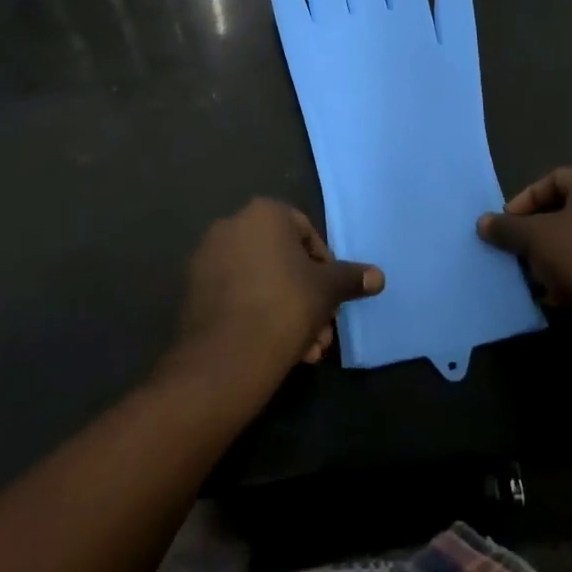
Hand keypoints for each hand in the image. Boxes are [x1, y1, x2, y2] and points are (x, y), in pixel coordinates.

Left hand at [171, 198, 384, 384]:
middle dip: (307, 297)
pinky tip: (276, 349)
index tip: (333, 299)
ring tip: (304, 351)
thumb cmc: (284, 307)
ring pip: (262, 281)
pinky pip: (237, 295)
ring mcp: (207, 257)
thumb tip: (378, 276)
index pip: (307, 233)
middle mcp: (231, 225)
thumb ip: (351, 278)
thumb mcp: (327, 291)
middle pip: (283, 260)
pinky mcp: (193, 290)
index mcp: (264, 213)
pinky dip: (258, 315)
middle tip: (321, 331)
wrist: (225, 358)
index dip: (326, 268)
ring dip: (287, 311)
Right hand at [477, 168, 571, 333]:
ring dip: (553, 256)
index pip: (549, 181)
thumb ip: (507, 228)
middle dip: (536, 234)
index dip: (523, 202)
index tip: (507, 227)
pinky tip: (562, 296)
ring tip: (539, 280)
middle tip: (520, 254)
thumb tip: (482, 223)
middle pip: (563, 210)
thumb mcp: (536, 239)